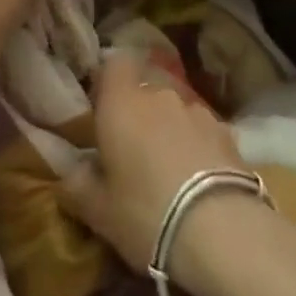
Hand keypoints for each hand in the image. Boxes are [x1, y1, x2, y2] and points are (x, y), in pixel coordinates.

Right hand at [59, 52, 256, 295]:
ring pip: (175, 111)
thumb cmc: (146, 213)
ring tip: (171, 171)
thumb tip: (66, 173)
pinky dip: (199, 147)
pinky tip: (201, 181)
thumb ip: (77, 186)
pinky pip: (203, 131)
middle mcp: (158, 95)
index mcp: (120, 102)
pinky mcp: (228, 133)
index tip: (104, 109)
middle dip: (140, 114)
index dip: (109, 81)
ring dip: (170, 130)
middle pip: (145, 90)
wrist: (223, 232)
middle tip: (134, 153)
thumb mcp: (99, 211)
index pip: (114, 64)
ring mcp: (196, 111)